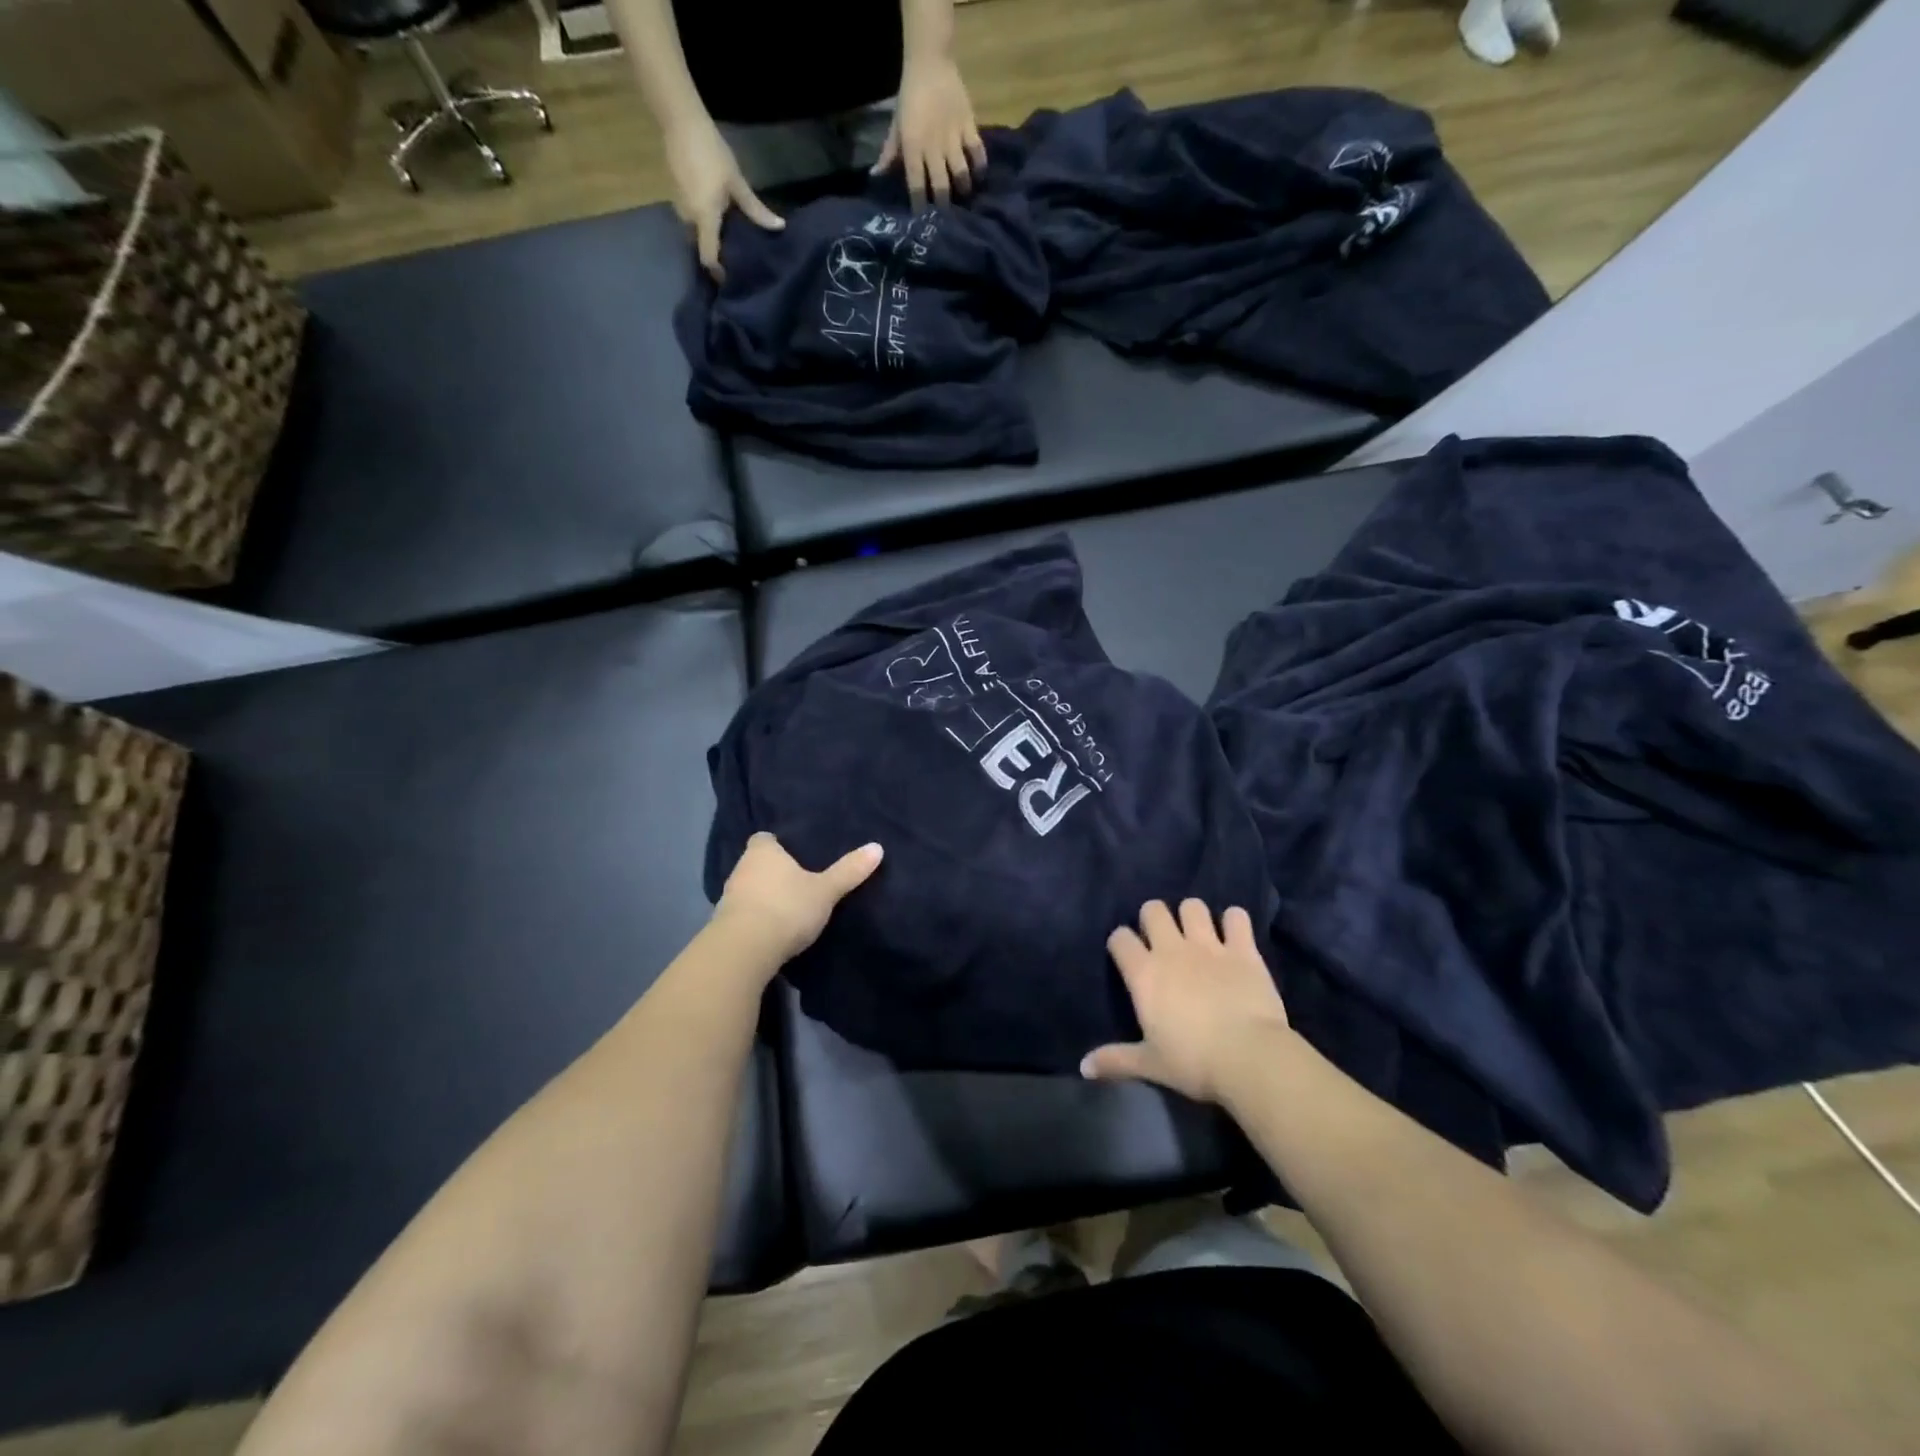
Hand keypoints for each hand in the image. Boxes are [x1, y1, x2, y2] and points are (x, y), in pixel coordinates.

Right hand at [666, 118, 782, 279]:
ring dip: (712, 238)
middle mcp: (688, 219)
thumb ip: (756, 209)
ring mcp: (680, 207)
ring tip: (732, 239)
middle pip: (702, 247)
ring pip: (697, 233)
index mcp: (704, 218)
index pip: (709, 257)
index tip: (731, 280)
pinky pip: (693, 219)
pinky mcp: (677, 196)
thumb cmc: (711, 152)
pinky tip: (720, 219)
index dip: (718, 273)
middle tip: (738, 259)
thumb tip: (780, 227)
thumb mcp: (737, 183)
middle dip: (718, 255)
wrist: (680, 120)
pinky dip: (705, 224)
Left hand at [712, 832, 883, 966]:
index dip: (777, 844)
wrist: (744, 951)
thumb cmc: (786, 908)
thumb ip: (848, 871)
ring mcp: (728, 897)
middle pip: (756, 864)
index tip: (793, 853)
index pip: (764, 838)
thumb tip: (877, 847)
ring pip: (748, 889)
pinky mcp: (722, 925)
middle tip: (797, 880)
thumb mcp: (825, 891)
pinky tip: (770, 929)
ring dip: (762, 896)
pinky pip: (742, 914)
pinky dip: (754, 918)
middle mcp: (741, 869)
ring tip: (786, 906)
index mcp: (763, 852)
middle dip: (772, 871)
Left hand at [875, 54, 986, 207]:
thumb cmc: (910, 96)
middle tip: (946, 219)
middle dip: (943, 207)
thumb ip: (889, 154)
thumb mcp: (896, 126)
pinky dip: (980, 167)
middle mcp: (933, 148)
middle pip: (940, 187)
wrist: (930, 61)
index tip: (922, 222)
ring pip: (961, 174)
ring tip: (964, 197)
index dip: (920, 207)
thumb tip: (876, 177)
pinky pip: (978, 152)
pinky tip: (979, 176)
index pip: (916, 187)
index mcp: (913, 148)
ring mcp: (953, 137)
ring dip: (963, 190)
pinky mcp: (969, 126)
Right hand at [1081, 900, 1290, 1103]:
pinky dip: (1234, 922)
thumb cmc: (1194, 1062)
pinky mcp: (1243, 949)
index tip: (1128, 956)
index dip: (1121, 943)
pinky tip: (1234, 935)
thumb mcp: (1150, 1064)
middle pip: (1153, 909)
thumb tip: (1083, 1067)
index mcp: (1144, 973)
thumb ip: (1115, 1060)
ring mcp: (1209, 945)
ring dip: (1193, 916)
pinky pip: (1237, 917)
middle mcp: (1171, 950)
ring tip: (1198, 934)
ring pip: (1192, 906)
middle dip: (1154, 918)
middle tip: (1162, 940)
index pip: (1120, 938)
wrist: (1250, 1058)